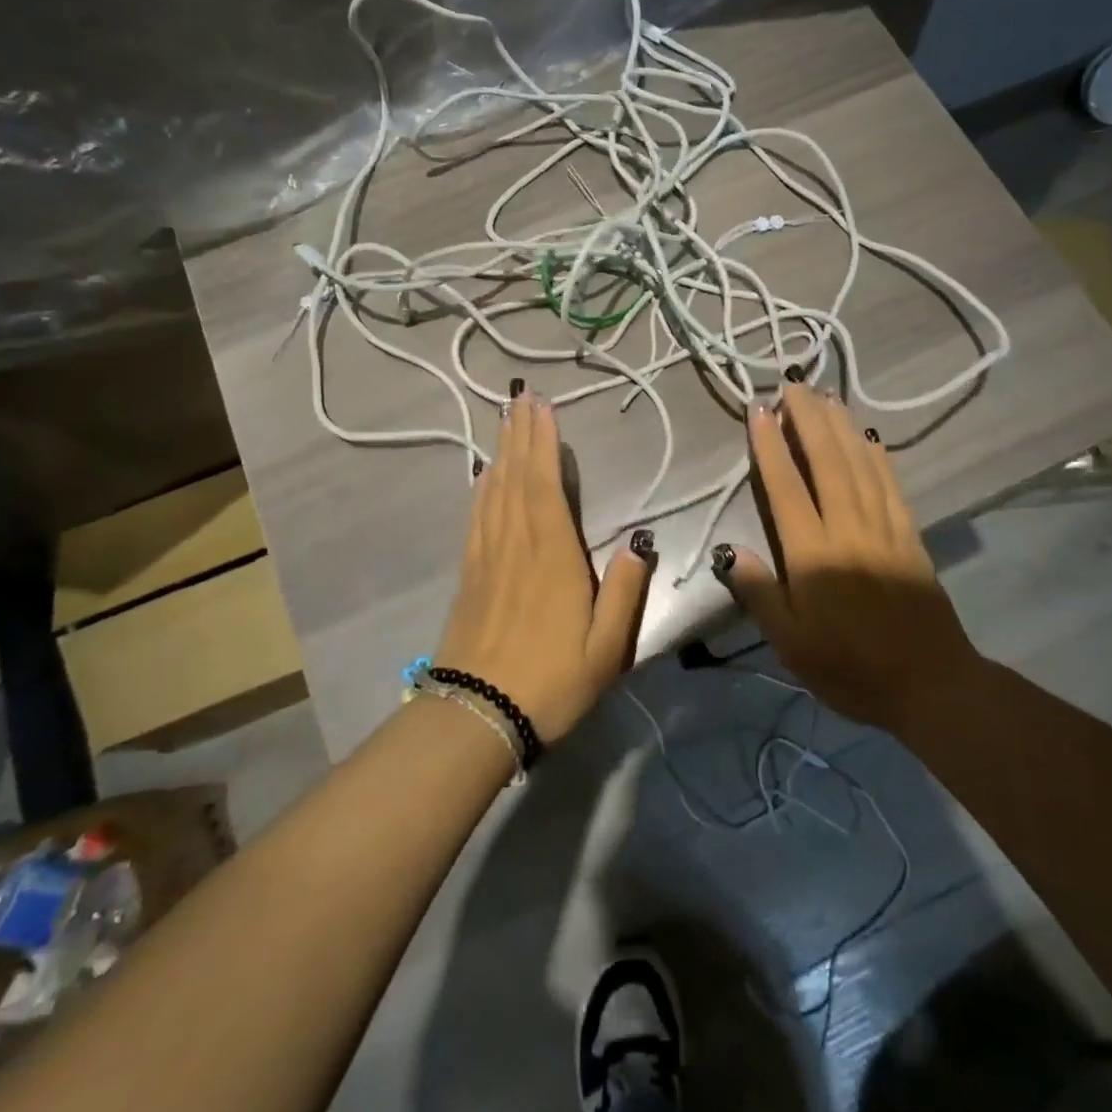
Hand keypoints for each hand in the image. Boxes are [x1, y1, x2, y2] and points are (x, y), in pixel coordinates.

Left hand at [436, 387, 654, 742]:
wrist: (477, 715)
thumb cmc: (551, 682)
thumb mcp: (607, 648)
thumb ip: (626, 593)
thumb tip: (641, 545)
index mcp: (552, 555)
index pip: (545, 484)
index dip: (543, 443)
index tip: (542, 408)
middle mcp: (516, 544)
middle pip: (515, 477)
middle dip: (519, 434)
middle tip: (521, 397)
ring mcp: (487, 557)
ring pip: (493, 491)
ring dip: (500, 452)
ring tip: (504, 421)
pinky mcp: (470, 573)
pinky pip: (476, 516)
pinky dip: (482, 487)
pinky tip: (484, 475)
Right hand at [715, 384, 977, 729]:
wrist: (931, 684)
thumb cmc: (851, 669)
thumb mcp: (793, 645)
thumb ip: (761, 595)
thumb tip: (730, 552)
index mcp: (815, 556)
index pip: (787, 488)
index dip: (771, 446)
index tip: (759, 410)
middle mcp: (849, 530)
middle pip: (827, 462)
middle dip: (808, 419)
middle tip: (793, 385)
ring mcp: (885, 528)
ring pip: (860, 464)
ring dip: (841, 426)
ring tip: (825, 396)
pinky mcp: (910, 535)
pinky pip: (891, 484)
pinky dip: (876, 453)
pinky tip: (867, 436)